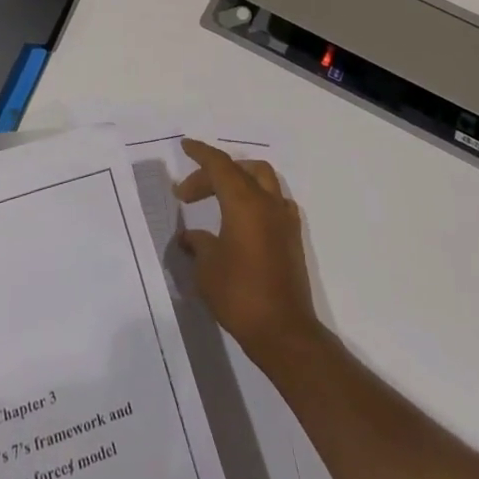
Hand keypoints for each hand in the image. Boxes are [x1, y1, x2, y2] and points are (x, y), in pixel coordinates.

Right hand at [175, 138, 321, 366]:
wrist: (284, 331)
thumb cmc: (240, 295)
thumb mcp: (207, 268)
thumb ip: (198, 244)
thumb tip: (191, 237)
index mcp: (244, 202)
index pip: (220, 165)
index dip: (201, 153)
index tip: (185, 146)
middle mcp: (267, 202)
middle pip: (239, 170)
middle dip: (212, 173)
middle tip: (188, 194)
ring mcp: (284, 218)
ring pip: (263, 179)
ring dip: (238, 179)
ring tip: (217, 196)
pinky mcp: (292, 237)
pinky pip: (274, 201)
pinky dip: (256, 198)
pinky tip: (244, 218)